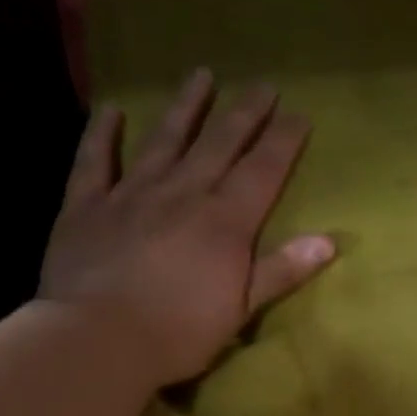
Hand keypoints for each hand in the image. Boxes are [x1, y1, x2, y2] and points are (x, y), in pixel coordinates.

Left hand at [40, 69, 332, 384]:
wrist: (98, 340)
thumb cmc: (178, 333)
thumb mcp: (241, 310)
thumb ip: (281, 270)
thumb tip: (329, 241)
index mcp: (224, 221)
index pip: (262, 170)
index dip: (283, 140)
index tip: (298, 113)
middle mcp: (182, 194)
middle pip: (219, 144)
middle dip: (244, 113)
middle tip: (262, 84)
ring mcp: (132, 194)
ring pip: (164, 139)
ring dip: (185, 107)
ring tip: (201, 75)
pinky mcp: (87, 206)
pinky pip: (94, 160)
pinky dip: (102, 134)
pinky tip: (111, 110)